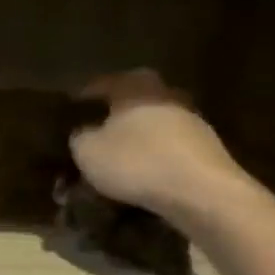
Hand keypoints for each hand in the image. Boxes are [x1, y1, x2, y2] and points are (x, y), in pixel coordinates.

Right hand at [68, 69, 250, 225]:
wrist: (201, 191)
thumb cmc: (136, 162)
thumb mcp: (88, 152)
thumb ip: (79, 137)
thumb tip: (82, 133)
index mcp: (134, 86)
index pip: (101, 83)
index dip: (82, 98)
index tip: (70, 113)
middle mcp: (165, 93)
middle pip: (131, 102)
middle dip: (112, 119)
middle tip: (94, 137)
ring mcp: (190, 119)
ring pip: (151, 125)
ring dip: (135, 140)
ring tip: (117, 162)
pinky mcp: (205, 147)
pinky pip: (167, 148)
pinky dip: (152, 157)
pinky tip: (141, 176)